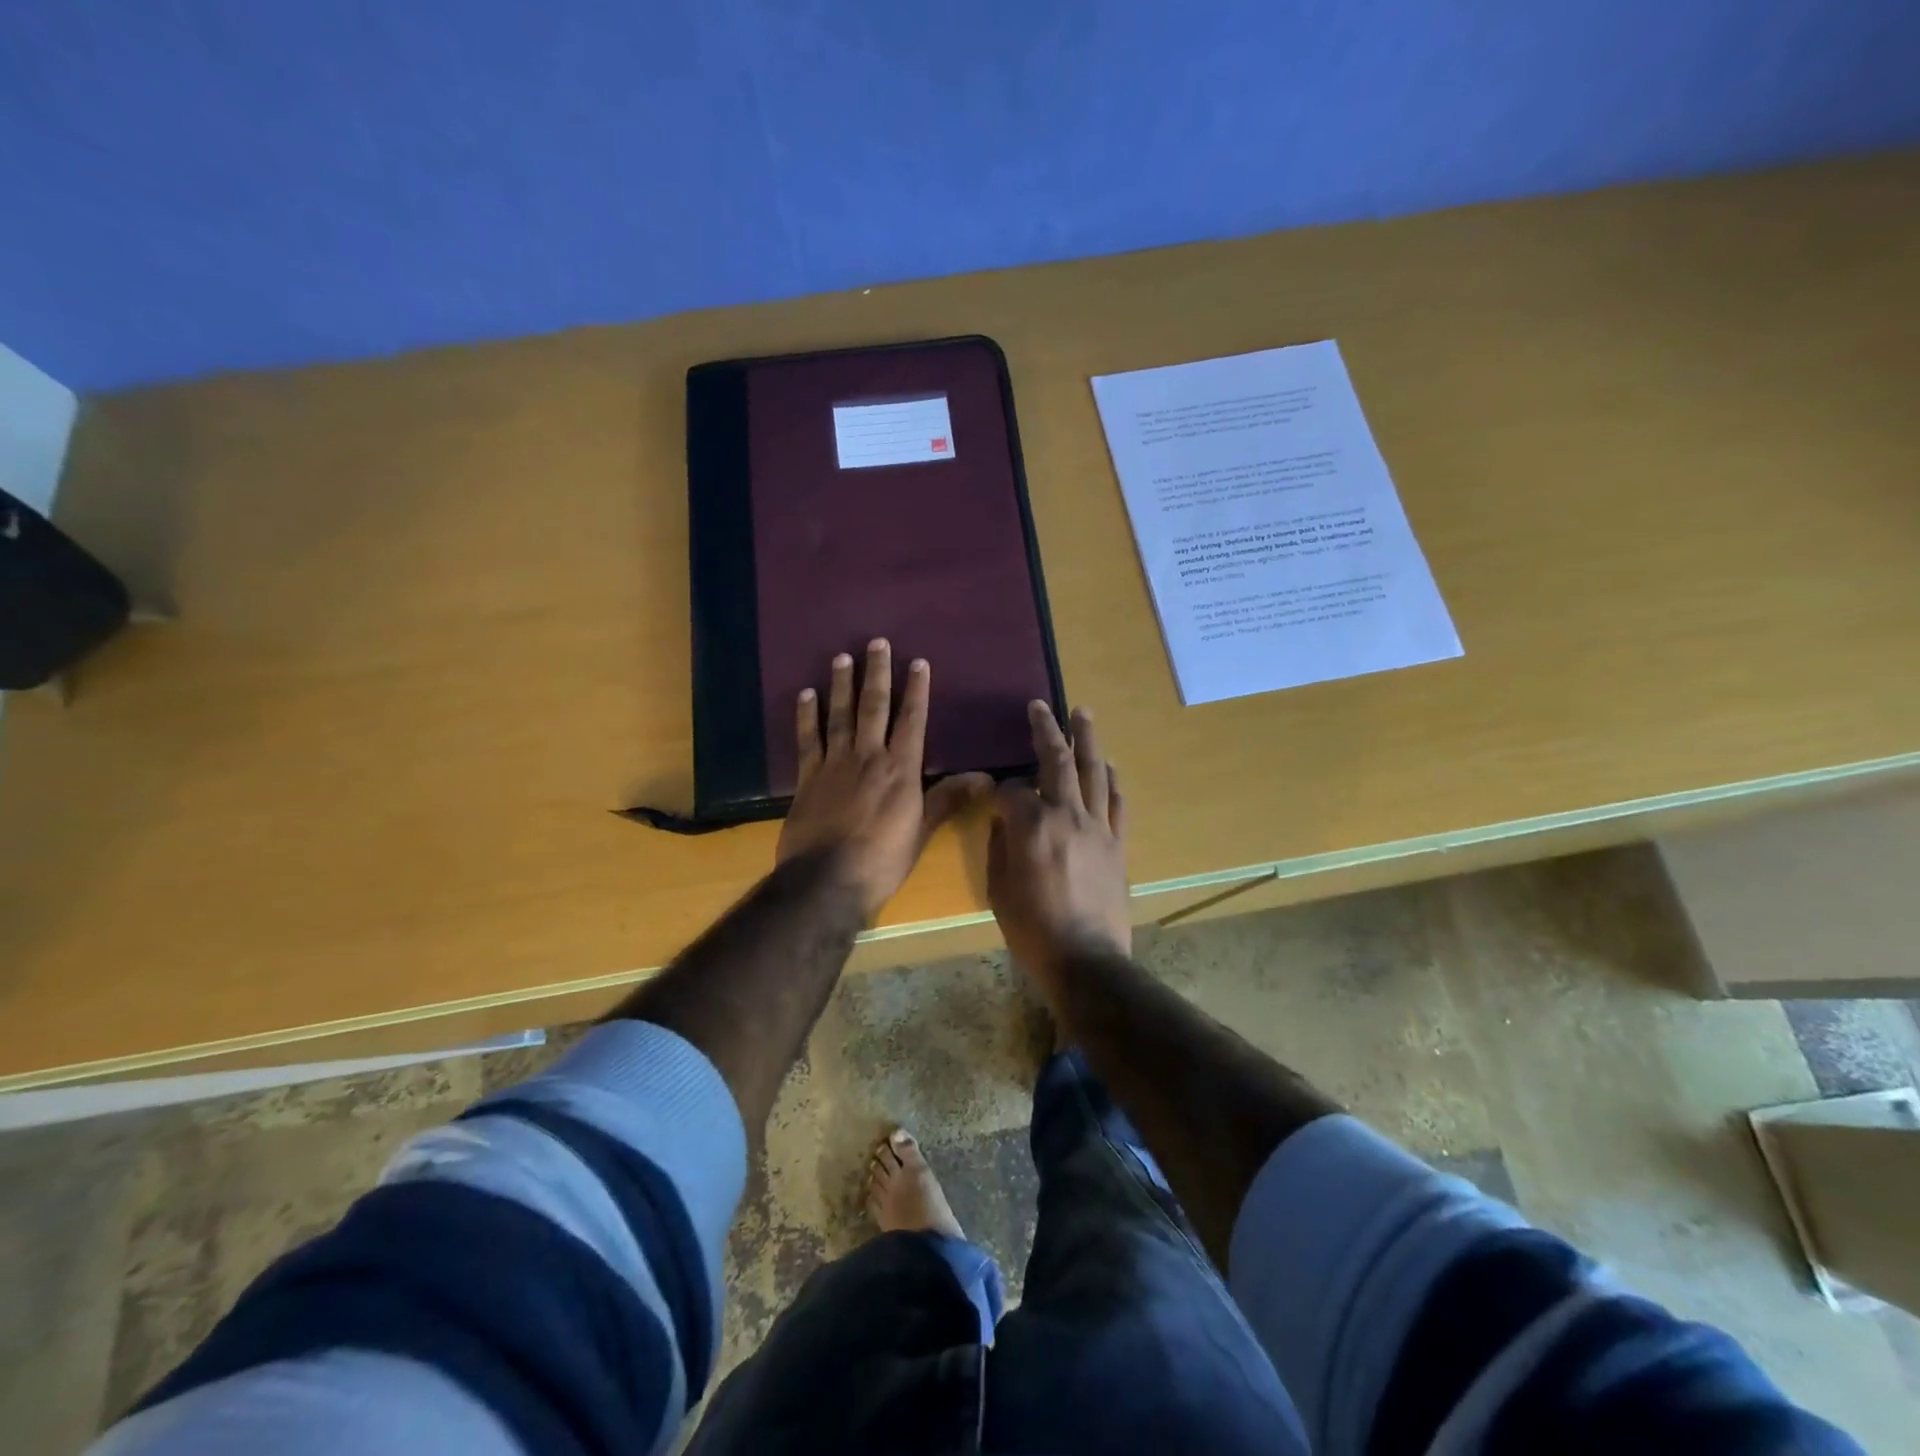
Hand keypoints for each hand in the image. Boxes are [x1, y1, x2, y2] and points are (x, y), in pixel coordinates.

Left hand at [778, 640, 990, 919]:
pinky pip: (808, 739)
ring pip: (840, 715)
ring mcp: (835, 764)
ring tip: (842, 656)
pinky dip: (807, 716)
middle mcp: (868, 757)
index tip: (918, 662)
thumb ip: (948, 798)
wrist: (827, 879)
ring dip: (842, 685)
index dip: (916, 690)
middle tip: (875, 642)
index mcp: (900, 770)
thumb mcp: (922, 831)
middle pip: (874, 707)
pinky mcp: (808, 778)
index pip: (912, 721)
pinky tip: (805, 694)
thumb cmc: (882, 860)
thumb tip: (986, 778)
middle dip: (877, 673)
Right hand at [988, 702, 1130, 986]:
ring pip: (1093, 772)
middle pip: (1056, 762)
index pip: (1010, 790)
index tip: (992, 795)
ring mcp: (1098, 827)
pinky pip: (1117, 802)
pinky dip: (1111, 780)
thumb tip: (1005, 823)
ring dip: (1087, 739)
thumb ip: (1000, 847)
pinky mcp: (1118, 843)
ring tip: (1082, 713)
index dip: (998, 790)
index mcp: (1031, 827)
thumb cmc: (1032, 930)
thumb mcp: (998, 890)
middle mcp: (1067, 815)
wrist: (1086, 960)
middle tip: (1040, 706)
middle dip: (1045, 730)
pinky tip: (1107, 766)